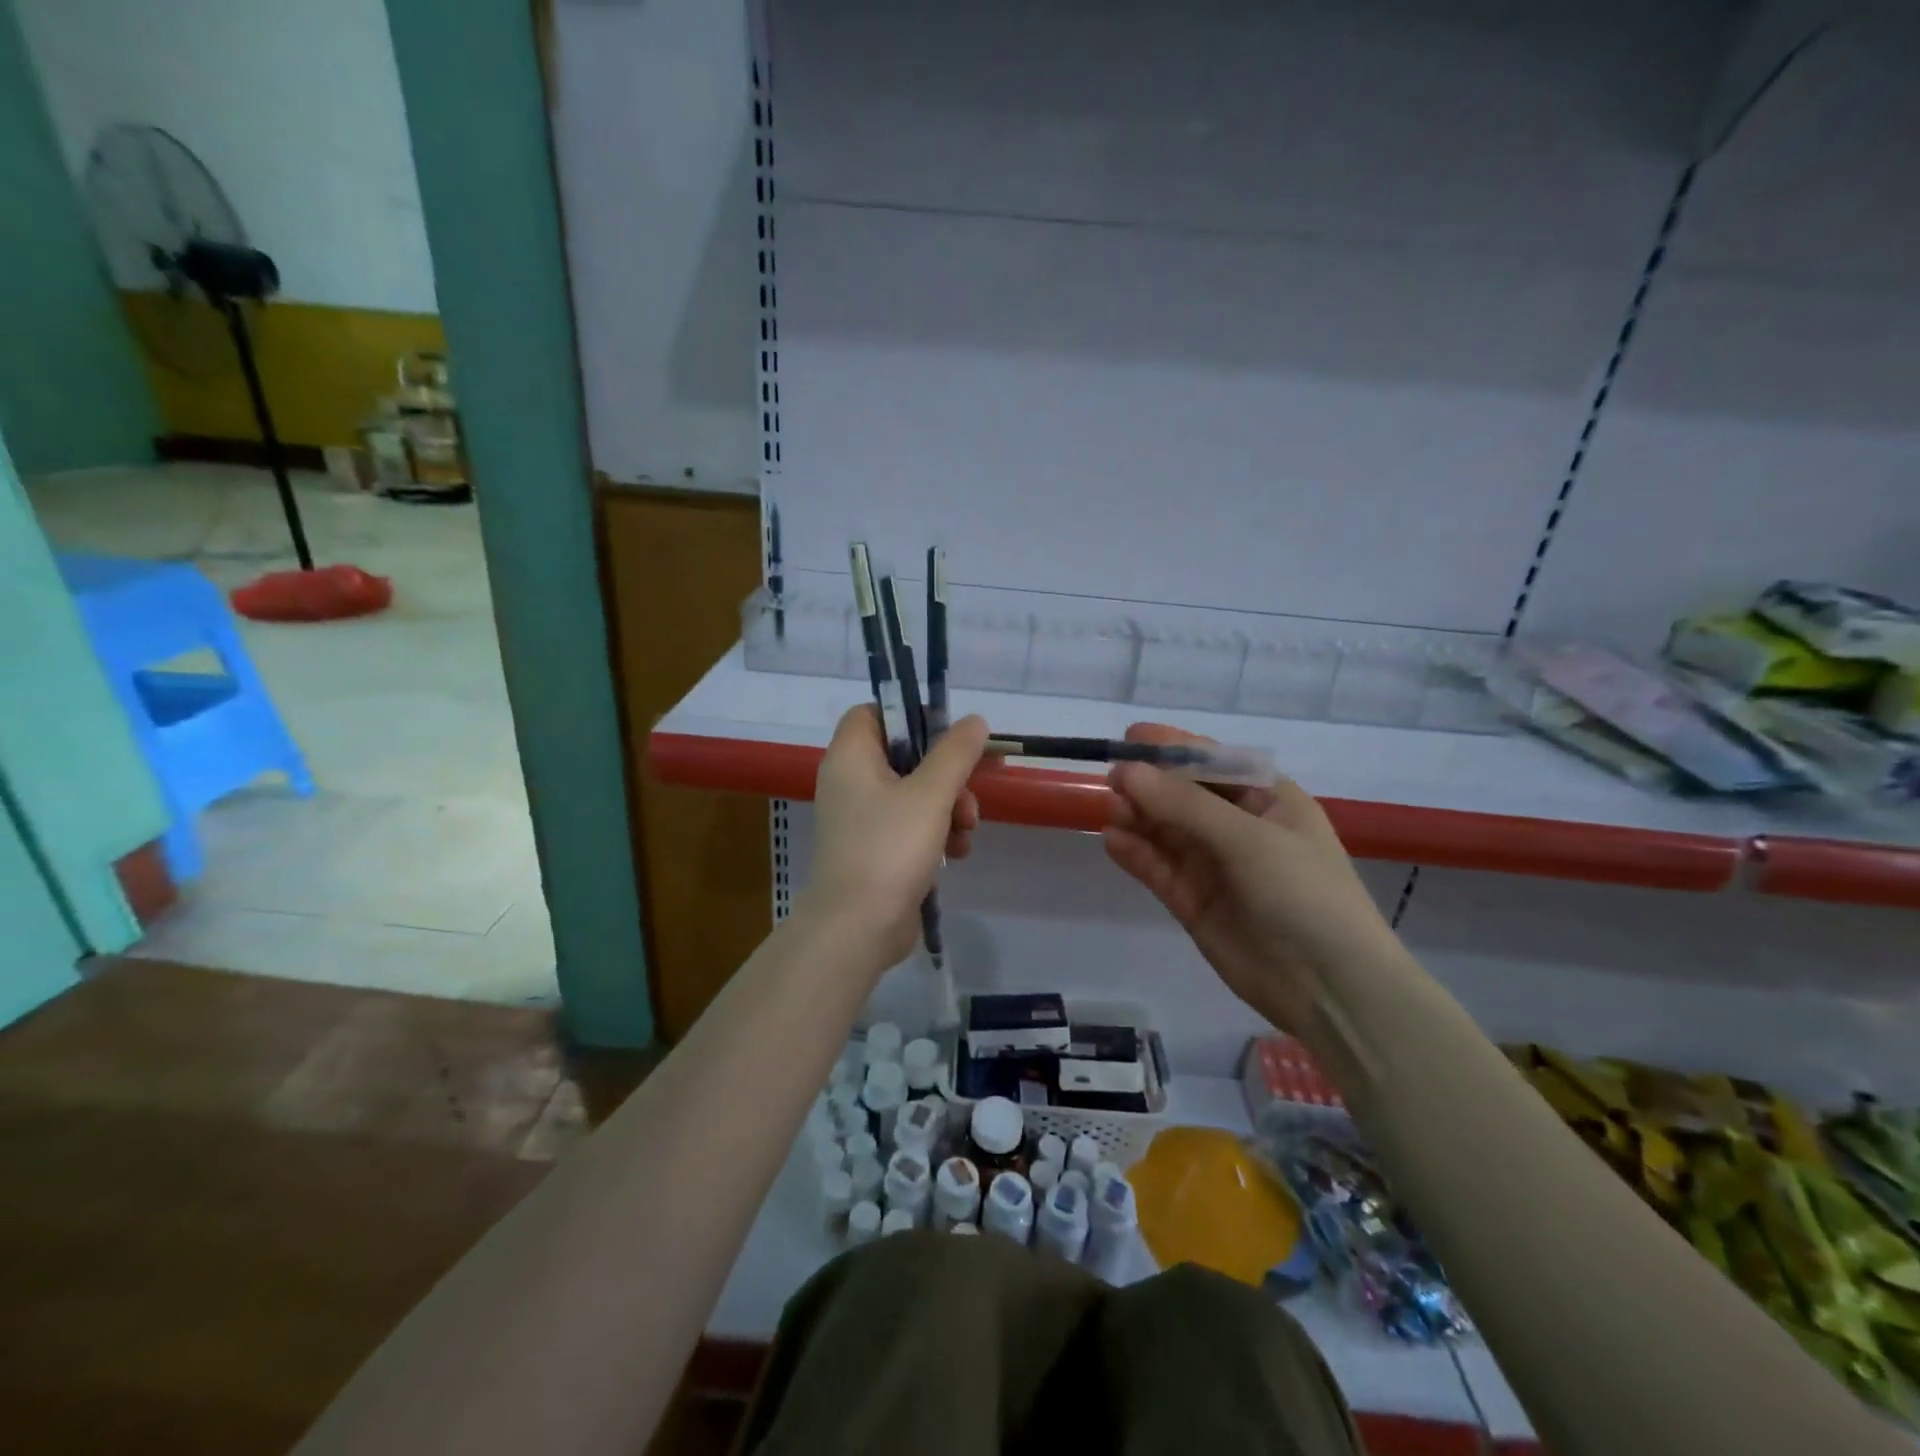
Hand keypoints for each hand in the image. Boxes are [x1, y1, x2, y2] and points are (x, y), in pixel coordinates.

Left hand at [802, 705, 988, 970]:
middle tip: (968, 794)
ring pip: (915, 793)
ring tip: (965, 832)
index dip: (909, 716)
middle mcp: (850, 782)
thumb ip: (955, 752)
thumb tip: (973, 721)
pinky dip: (935, 834)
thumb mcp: (931, 793)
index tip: (945, 735)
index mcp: (851, 757)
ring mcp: (861, 818)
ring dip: (948, 807)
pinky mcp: (875, 849)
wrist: (858, 927)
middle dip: (946, 775)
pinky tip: (955, 855)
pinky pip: (910, 826)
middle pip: (905, 756)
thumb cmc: (890, 848)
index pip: (872, 713)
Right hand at [1103, 723, 1402, 1035]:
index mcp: (1268, 800)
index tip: (1130, 738)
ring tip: (1108, 810)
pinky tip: (1112, 841)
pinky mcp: (1193, 901)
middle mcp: (1238, 827)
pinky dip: (1135, 854)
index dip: (1173, 748)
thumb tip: (1126, 772)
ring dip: (1137, 818)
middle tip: (1111, 781)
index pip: (1213, 763)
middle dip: (1149, 785)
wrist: (1330, 987)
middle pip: (1183, 795)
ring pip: (1165, 831)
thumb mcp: (1249, 839)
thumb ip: (1184, 805)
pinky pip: (1158, 868)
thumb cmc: (1304, 894)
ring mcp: (1214, 865)